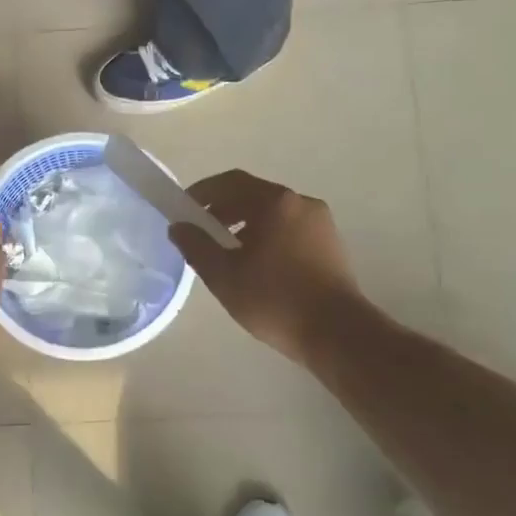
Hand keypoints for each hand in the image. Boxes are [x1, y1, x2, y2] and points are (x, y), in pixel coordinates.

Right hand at [168, 170, 362, 365]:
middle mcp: (301, 203)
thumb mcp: (223, 275)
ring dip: (245, 225)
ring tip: (226, 254)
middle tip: (201, 234)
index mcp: (275, 202)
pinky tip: (257, 266)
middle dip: (223, 210)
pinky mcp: (331, 245)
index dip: (202, 192)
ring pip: (273, 214)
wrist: (337, 333)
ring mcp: (320, 224)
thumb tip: (178, 226)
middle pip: (253, 195)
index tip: (183, 210)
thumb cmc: (274, 300)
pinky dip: (267, 237)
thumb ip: (196, 246)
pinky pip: (290, 229)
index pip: (230, 182)